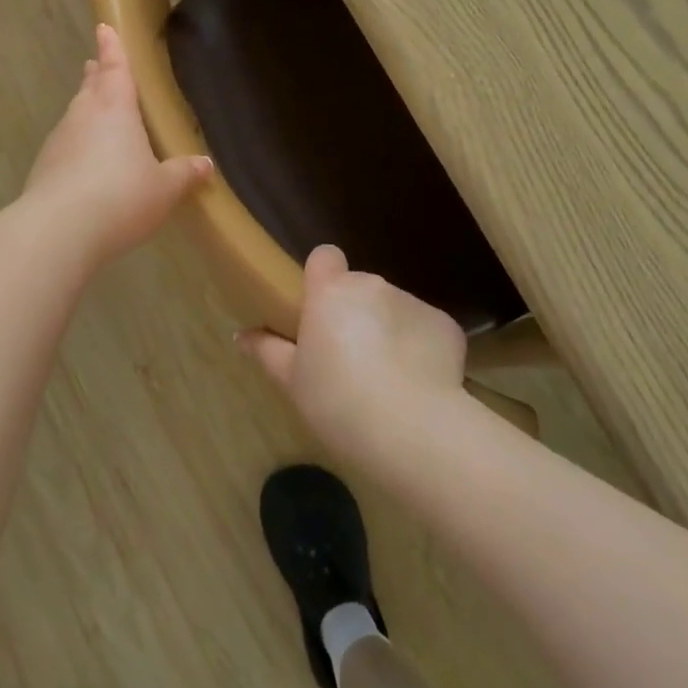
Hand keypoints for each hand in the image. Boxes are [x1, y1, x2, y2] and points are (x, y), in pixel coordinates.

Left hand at [21, 25, 212, 267]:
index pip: (115, 67)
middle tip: (99, 66)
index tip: (104, 27)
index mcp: (115, 109)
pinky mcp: (43, 168)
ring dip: (86, 109)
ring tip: (98, 114)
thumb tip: (205, 164)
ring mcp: (59, 141)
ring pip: (76, 115)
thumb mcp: (164, 189)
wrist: (57, 231)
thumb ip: (184, 174)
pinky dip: (77, 146)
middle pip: (91, 87)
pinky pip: (66, 146)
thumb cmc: (120, 197)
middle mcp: (83, 116)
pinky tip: (86, 165)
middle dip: (97, 75)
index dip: (112, 47)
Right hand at [240, 245, 468, 458]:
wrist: (412, 431)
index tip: (318, 309)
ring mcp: (412, 301)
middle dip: (354, 313)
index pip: (325, 256)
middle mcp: (372, 285)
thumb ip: (267, 350)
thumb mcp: (292, 382)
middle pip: (359, 288)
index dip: (322, 277)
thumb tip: (241, 336)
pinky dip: (418, 346)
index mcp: (331, 292)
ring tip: (386, 377)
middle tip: (348, 358)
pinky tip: (417, 382)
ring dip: (386, 328)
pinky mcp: (445, 324)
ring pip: (392, 308)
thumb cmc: (338, 402)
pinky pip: (423, 328)